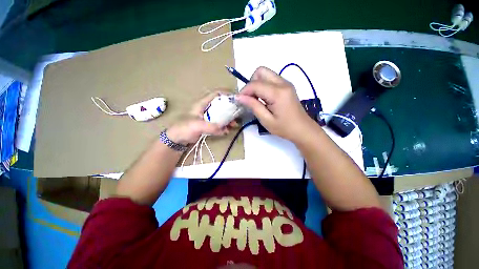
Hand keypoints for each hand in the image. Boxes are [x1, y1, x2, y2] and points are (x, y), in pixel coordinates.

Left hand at [166, 91, 233, 144]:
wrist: (177, 139)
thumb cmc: (184, 128)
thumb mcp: (197, 126)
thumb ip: (211, 127)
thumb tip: (225, 129)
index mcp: (203, 104)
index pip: (216, 94)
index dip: (226, 94)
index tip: (235, 99)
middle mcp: (207, 109)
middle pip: (221, 105)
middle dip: (230, 110)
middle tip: (237, 115)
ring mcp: (208, 118)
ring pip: (221, 115)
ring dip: (228, 120)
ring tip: (233, 125)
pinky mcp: (209, 125)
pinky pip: (219, 124)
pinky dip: (224, 127)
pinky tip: (226, 131)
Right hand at [236, 67, 312, 141]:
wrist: (302, 129)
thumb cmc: (284, 128)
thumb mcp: (266, 120)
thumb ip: (253, 106)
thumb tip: (239, 97)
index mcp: (278, 93)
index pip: (255, 84)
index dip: (244, 91)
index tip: (239, 100)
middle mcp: (283, 83)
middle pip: (261, 71)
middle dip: (251, 83)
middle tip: (250, 98)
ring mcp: (286, 83)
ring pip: (266, 73)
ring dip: (257, 84)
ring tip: (256, 99)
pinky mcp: (287, 86)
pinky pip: (271, 79)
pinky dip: (263, 86)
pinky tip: (264, 98)